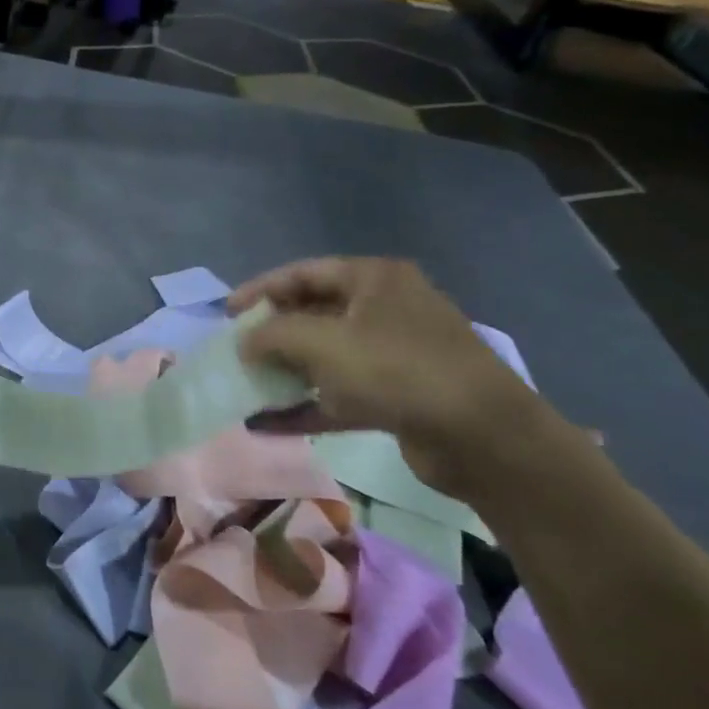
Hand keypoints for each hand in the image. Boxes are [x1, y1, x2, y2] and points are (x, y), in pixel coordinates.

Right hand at [231, 257, 558, 496]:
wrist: (482, 436)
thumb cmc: (397, 370)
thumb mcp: (322, 342)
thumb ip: (272, 335)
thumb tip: (244, 343)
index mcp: (374, 280)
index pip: (303, 273)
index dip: (259, 290)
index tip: (227, 314)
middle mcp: (385, 309)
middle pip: (313, 313)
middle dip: (271, 334)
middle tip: (237, 351)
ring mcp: (394, 354)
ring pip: (325, 356)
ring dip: (285, 372)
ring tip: (247, 386)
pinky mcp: (397, 396)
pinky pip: (339, 394)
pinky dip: (305, 406)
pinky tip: (268, 424)